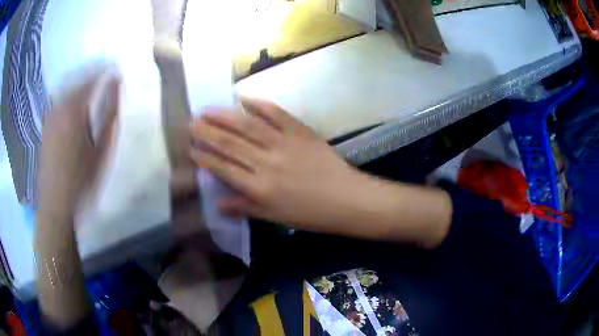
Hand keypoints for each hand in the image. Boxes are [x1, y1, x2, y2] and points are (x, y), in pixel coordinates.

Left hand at [38, 71, 119, 217]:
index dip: (106, 70)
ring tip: (92, 81)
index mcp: (75, 109)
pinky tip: (74, 99)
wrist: (56, 204)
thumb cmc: (82, 181)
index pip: (93, 77)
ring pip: (67, 86)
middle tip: (106, 70)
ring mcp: (50, 115)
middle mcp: (60, 106)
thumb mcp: (102, 150)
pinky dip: (68, 92)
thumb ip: (110, 115)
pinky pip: (58, 99)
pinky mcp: (46, 126)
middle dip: (93, 71)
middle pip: (78, 78)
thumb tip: (117, 85)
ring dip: (80, 80)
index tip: (118, 69)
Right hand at [190, 98, 370, 230]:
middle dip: (207, 133)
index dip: (205, 157)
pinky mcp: (300, 131)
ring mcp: (283, 143)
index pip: (224, 168)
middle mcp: (266, 163)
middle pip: (230, 144)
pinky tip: (243, 98)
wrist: (345, 199)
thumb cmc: (309, 213)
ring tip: (207, 109)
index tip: (190, 147)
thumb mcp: (274, 217)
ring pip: (247, 127)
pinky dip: (259, 104)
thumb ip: (244, 207)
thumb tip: (217, 203)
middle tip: (191, 122)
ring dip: (224, 116)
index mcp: (259, 188)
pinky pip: (276, 114)